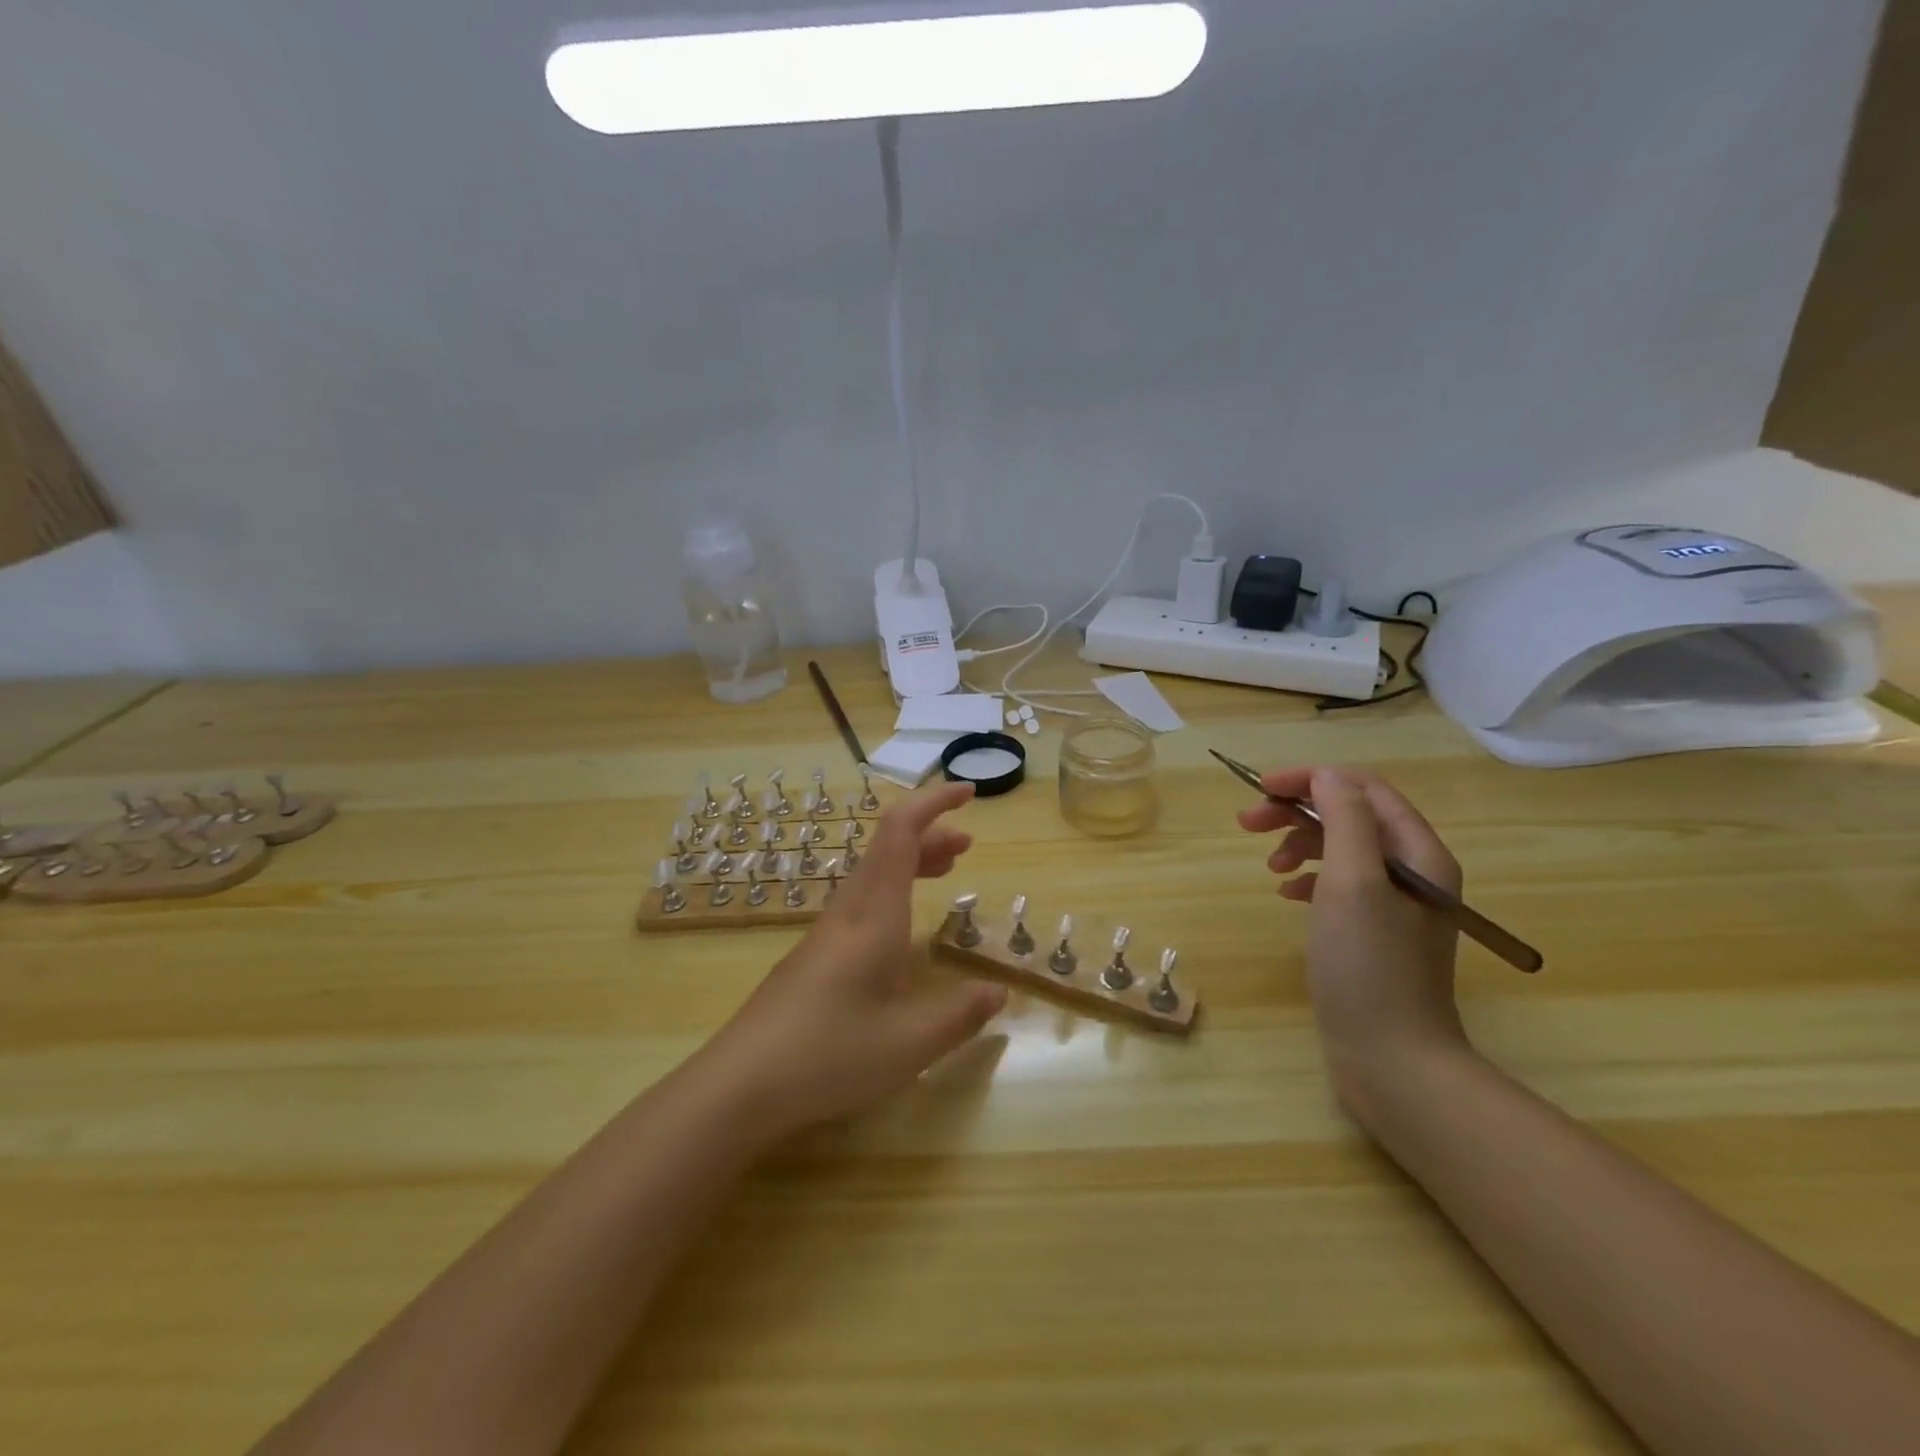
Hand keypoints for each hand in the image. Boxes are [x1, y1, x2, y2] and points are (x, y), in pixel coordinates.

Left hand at [703, 780, 1007, 1138]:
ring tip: (947, 869)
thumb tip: (999, 992)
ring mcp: (826, 932)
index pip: (902, 832)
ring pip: (873, 872)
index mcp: (874, 914)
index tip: (968, 791)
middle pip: (887, 846)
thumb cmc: (830, 1054)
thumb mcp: (911, 1043)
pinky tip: (902, 926)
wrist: (740, 1084)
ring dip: (911, 860)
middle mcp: (849, 911)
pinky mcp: (814, 955)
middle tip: (968, 843)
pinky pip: (861, 899)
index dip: (934, 803)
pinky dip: (893, 889)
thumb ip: (961, 1014)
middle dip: (930, 833)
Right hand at [1237, 766, 1469, 1095]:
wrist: (1392, 1060)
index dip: (1310, 779)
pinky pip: (1337, 884)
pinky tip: (1287, 894)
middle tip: (1248, 822)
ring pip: (1340, 849)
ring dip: (1299, 844)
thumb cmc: (1369, 965)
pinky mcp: (1373, 932)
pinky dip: (1307, 878)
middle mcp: (1412, 871)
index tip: (1260, 788)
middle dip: (1297, 811)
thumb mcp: (1352, 881)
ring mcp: (1394, 904)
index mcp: (1418, 852)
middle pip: (1349, 815)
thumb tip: (1325, 776)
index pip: (1362, 788)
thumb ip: (1343, 818)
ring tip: (1269, 867)